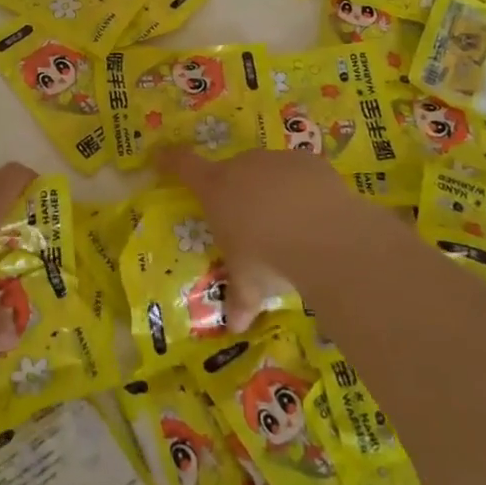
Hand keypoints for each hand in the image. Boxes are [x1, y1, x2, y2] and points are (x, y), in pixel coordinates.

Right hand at [157, 147, 371, 330]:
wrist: (324, 238)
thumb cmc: (269, 259)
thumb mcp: (250, 284)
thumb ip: (240, 300)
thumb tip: (236, 327)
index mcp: (216, 189)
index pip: (183, 166)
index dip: (170, 160)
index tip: (161, 157)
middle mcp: (242, 167)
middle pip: (231, 171)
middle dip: (238, 191)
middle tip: (251, 221)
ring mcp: (277, 160)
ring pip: (267, 171)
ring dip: (272, 189)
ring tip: (290, 222)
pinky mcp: (309, 162)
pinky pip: (300, 172)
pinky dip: (303, 188)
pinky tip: (317, 214)